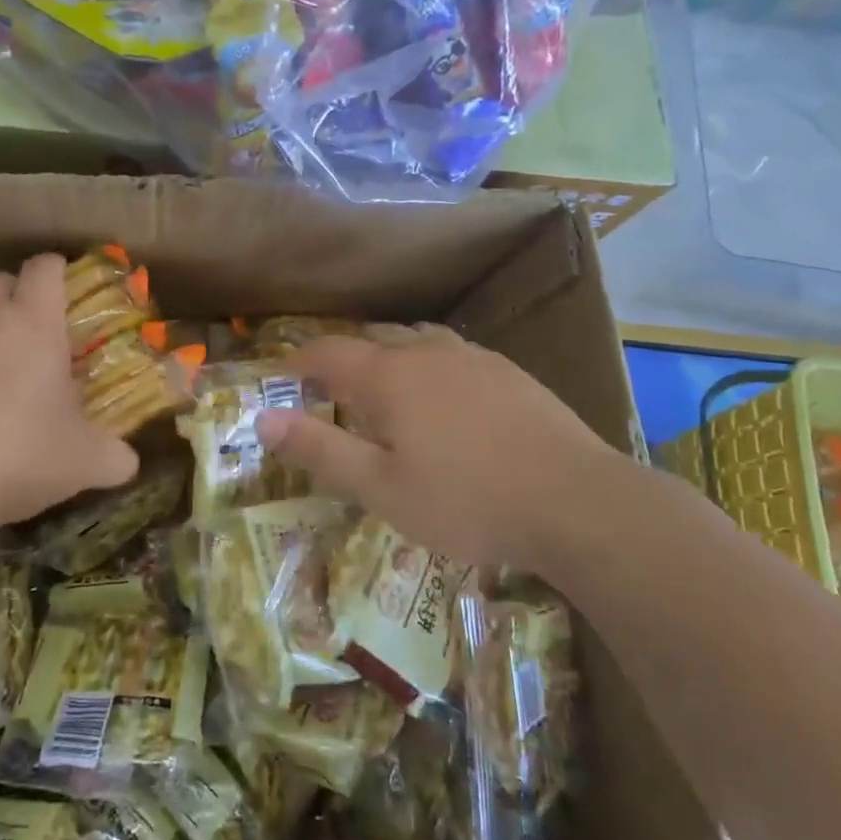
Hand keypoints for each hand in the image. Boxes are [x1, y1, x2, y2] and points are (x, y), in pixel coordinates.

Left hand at [0, 254, 138, 533]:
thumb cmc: (21, 455)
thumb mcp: (85, 462)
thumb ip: (115, 456)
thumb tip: (129, 461)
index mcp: (35, 324)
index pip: (45, 267)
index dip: (59, 271)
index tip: (70, 293)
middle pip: (0, 279)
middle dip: (19, 294)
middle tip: (37, 330)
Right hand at [256, 326, 629, 569]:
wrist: (577, 501)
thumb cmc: (467, 501)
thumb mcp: (381, 488)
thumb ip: (319, 449)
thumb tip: (263, 418)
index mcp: (389, 376)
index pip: (327, 353)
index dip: (297, 362)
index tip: (280, 377)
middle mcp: (427, 352)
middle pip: (371, 338)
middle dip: (342, 357)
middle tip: (327, 389)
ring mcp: (473, 358)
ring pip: (415, 339)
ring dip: (387, 355)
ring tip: (382, 387)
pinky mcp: (509, 372)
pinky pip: (452, 353)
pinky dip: (428, 363)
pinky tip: (443, 396)